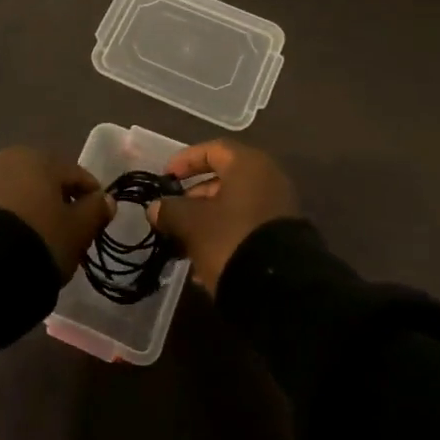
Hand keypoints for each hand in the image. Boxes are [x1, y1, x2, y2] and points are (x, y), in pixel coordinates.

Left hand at [0, 147, 114, 281]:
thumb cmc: (38, 241)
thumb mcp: (76, 231)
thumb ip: (95, 211)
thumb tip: (106, 199)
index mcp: (40, 158)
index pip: (76, 175)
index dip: (91, 199)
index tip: (96, 223)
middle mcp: (7, 159)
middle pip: (43, 181)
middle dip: (55, 202)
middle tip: (65, 233)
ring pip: (15, 193)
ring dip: (28, 210)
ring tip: (35, 242)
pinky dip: (4, 222)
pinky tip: (8, 245)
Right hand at [149, 139, 298, 294]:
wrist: (281, 289)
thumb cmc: (231, 239)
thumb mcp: (192, 224)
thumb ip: (170, 210)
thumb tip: (156, 207)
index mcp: (248, 165)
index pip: (213, 149)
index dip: (185, 161)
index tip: (166, 178)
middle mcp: (268, 180)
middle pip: (224, 179)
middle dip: (195, 197)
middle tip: (174, 214)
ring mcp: (279, 209)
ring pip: (235, 207)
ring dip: (207, 221)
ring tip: (184, 244)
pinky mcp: (283, 238)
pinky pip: (247, 228)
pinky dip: (225, 237)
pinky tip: (205, 265)